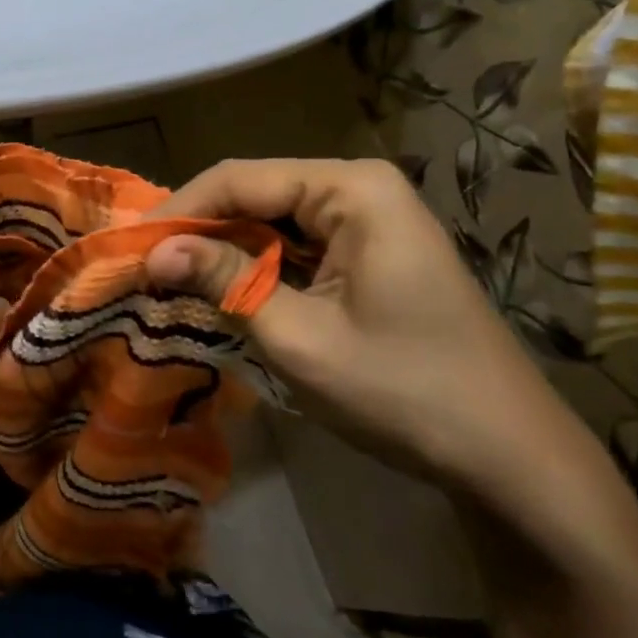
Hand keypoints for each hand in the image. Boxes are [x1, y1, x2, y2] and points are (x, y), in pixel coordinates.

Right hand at [147, 159, 613, 510]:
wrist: (508, 458)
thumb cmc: (402, 390)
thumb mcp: (297, 336)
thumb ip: (222, 280)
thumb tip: (151, 253)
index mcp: (351, 189)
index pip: (238, 179)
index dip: (177, 212)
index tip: (128, 249)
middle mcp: (359, 189)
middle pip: (254, 195)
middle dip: (198, 232)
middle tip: (143, 270)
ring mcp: (369, 222)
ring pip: (270, 222)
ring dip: (223, 252)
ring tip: (169, 282)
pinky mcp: (369, 255)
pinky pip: (295, 247)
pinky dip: (255, 269)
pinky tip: (222, 293)